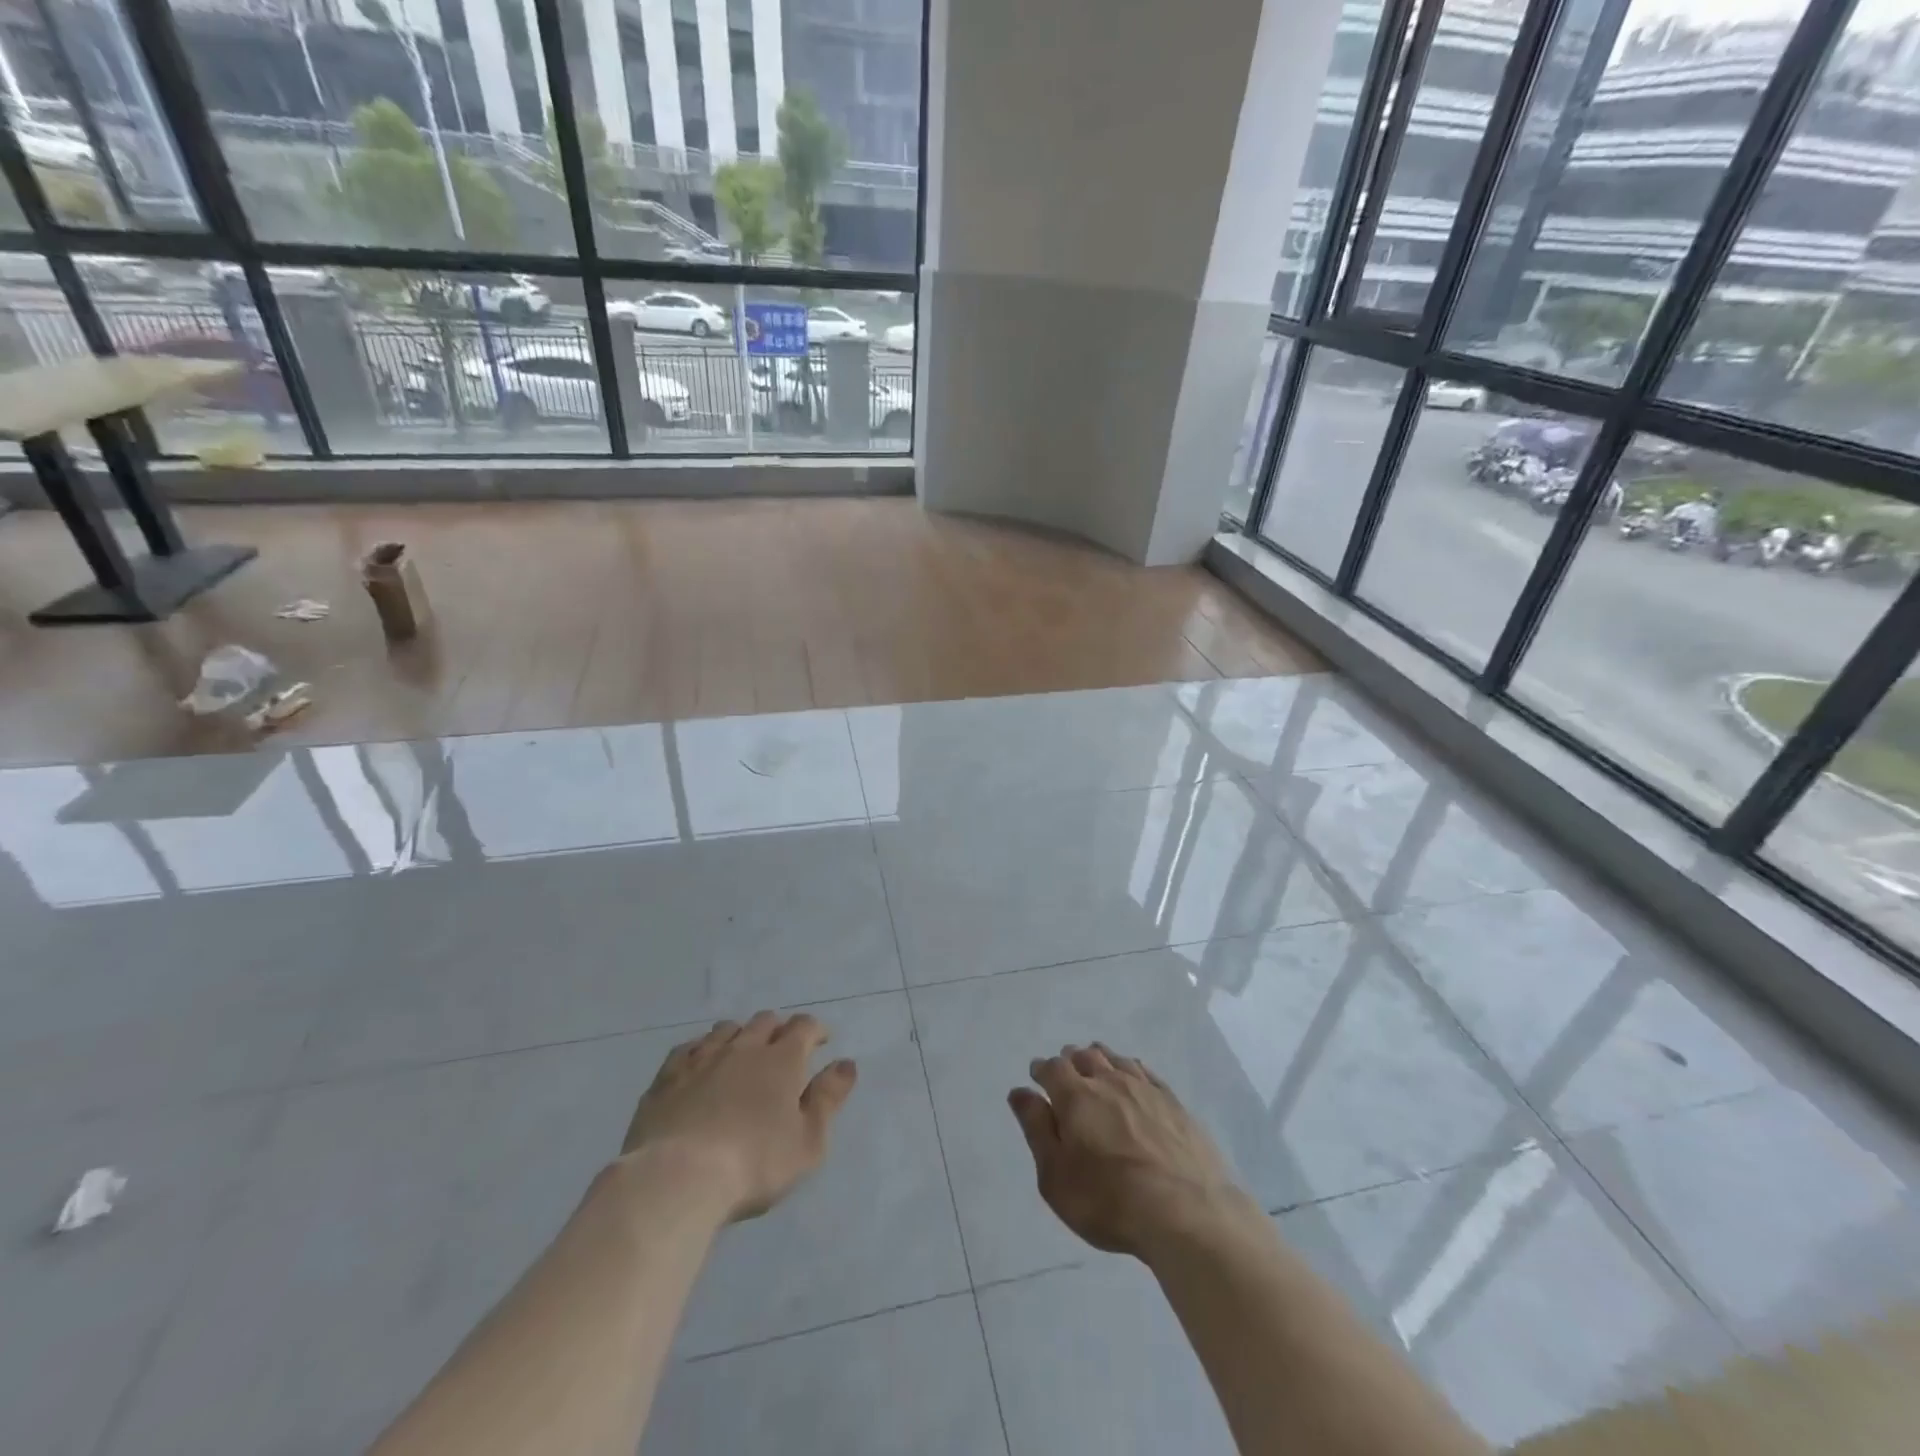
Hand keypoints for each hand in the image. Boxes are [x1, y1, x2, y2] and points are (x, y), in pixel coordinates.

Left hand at [621, 1010, 857, 1222]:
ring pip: (726, 1029)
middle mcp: (743, 1047)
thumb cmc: (754, 1164)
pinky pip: (687, 1048)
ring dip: (740, 1035)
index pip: (804, 1026)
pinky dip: (701, 1050)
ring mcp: (702, 1058)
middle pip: (765, 1021)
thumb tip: (846, 1063)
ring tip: (742, 1055)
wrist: (676, 1178)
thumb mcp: (808, 1142)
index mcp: (782, 1059)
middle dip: (778, 1029)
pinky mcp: (667, 1076)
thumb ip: (828, 1099)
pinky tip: (699, 1065)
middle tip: (782, 1051)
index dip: (816, 1030)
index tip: (821, 1042)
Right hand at [1009, 1043, 1255, 1259]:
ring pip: (1115, 1059)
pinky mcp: (1173, 1102)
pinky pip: (1145, 1072)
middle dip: (1070, 1062)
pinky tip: (1132, 1079)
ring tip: (1096, 1070)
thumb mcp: (1056, 1176)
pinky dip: (1131, 1069)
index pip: (1052, 1068)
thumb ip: (1036, 1129)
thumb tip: (1020, 1091)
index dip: (1042, 1070)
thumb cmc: (1109, 1201)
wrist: (1186, 1213)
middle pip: (1084, 1056)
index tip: (1038, 1078)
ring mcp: (1144, 1089)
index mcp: (1075, 1097)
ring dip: (1100, 1060)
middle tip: (1066, 1075)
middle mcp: (1108, 1081)